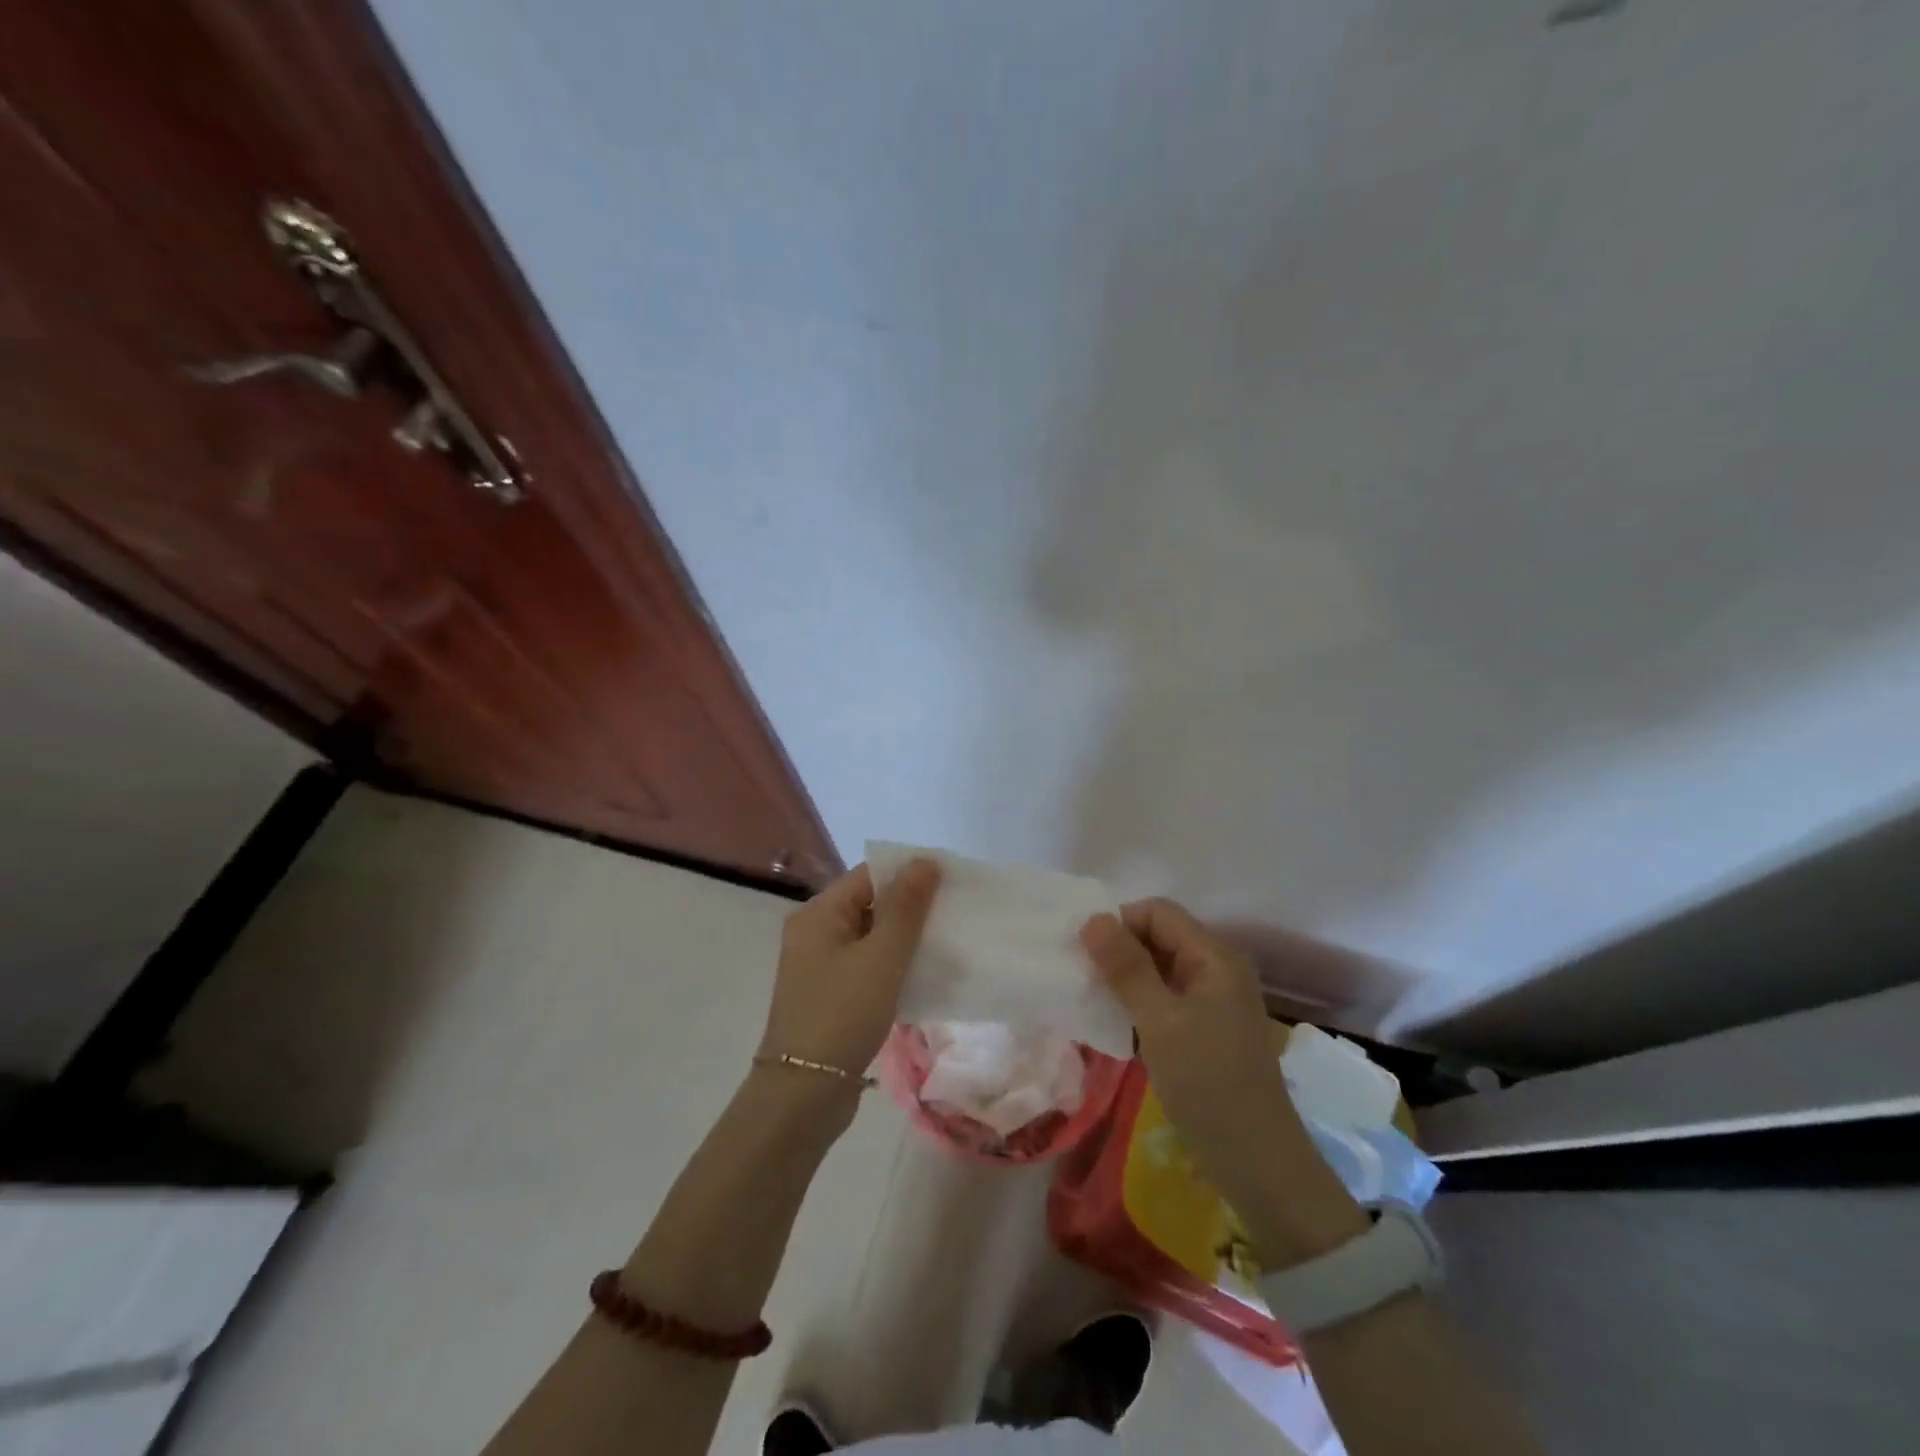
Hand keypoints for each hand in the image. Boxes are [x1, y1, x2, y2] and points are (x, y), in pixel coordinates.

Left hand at [759, 859, 941, 1081]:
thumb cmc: (842, 1014)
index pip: (869, 875)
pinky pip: (866, 966)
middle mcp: (814, 932)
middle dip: (911, 907)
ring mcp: (820, 966)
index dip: (909, 874)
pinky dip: (893, 965)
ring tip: (946, 942)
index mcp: (818, 913)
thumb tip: (925, 861)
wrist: (803, 1095)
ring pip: (870, 937)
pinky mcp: (829, 995)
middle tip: (954, 913)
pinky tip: (923, 975)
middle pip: (869, 904)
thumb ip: (906, 908)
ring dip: (904, 939)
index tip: (951, 882)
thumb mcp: (882, 957)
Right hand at [1080, 898, 1359, 1257]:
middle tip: (1083, 980)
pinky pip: (1165, 997)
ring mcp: (1214, 999)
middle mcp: (1217, 968)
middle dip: (1119, 951)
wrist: (1258, 1164)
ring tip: (1093, 1001)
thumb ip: (1126, 968)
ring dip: (1125, 978)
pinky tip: (1117, 1024)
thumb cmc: (1209, 1085)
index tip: (1086, 956)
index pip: (1157, 912)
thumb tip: (1093, 918)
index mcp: (1214, 956)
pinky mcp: (1206, 1028)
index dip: (1119, 924)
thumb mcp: (1160, 1022)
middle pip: (1158, 936)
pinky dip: (1138, 1002)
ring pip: (1158, 968)